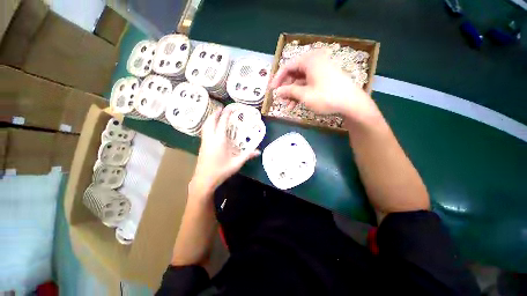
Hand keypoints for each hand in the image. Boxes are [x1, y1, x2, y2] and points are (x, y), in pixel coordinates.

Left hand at [190, 107, 260, 195]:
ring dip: (210, 118)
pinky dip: (208, 125)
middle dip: (215, 113)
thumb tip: (258, 151)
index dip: (226, 114)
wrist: (204, 180)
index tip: (229, 108)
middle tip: (221, 108)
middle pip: (211, 121)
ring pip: (205, 125)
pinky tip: (212, 127)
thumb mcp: (236, 163)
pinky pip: (204, 131)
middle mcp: (210, 138)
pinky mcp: (202, 146)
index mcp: (219, 140)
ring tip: (216, 115)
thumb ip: (247, 156)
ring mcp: (204, 142)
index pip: (222, 123)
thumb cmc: (221, 171)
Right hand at [269, 49, 380, 123]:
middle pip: (294, 73)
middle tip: (280, 99)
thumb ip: (289, 91)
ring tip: (287, 105)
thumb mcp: (304, 95)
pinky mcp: (324, 78)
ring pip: (300, 81)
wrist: (351, 103)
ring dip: (292, 93)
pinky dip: (301, 93)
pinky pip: (308, 84)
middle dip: (286, 88)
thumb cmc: (326, 97)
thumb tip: (277, 92)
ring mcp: (320, 70)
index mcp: (309, 60)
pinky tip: (296, 104)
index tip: (271, 90)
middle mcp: (314, 61)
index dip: (277, 79)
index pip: (287, 66)